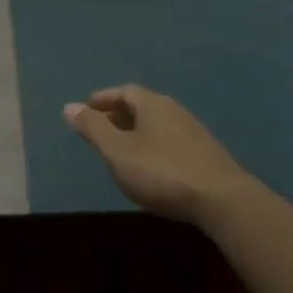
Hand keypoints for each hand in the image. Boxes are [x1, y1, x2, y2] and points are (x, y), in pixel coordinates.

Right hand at [63, 85, 255, 224]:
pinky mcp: (206, 155)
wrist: (223, 201)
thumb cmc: (162, 172)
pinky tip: (149, 167)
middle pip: (141, 106)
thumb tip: (69, 106)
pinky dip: (152, 146)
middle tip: (99, 129)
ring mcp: (194, 132)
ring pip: (157, 125)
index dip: (103, 99)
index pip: (124, 91)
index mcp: (152, 104)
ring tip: (120, 150)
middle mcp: (174, 111)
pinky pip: (170, 141)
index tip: (86, 109)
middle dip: (118, 115)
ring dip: (136, 132)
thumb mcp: (118, 151)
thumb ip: (93, 129)